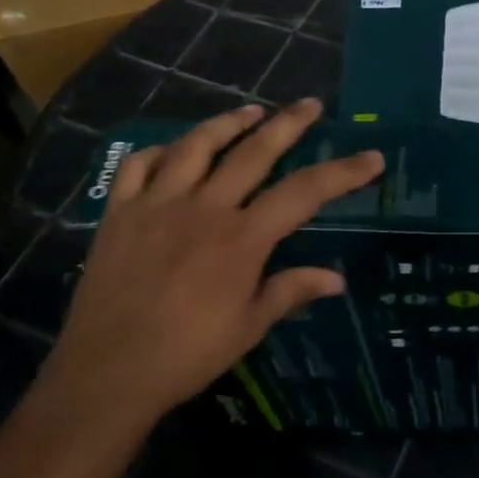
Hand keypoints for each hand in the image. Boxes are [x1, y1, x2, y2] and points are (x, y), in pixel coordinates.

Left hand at [45, 100, 382, 432]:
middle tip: (310, 105)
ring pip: (196, 146)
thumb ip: (291, 291)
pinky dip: (160, 151)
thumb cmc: (187, 354)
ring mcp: (157, 204)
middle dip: (288, 125)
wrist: (106, 372)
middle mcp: (203, 208)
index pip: (304, 193)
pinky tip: (174, 150)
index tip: (371, 158)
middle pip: (254, 152)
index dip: (342, 173)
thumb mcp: (249, 326)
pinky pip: (138, 166)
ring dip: (228, 123)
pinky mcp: (119, 213)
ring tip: (250, 111)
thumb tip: (337, 279)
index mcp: (242, 238)